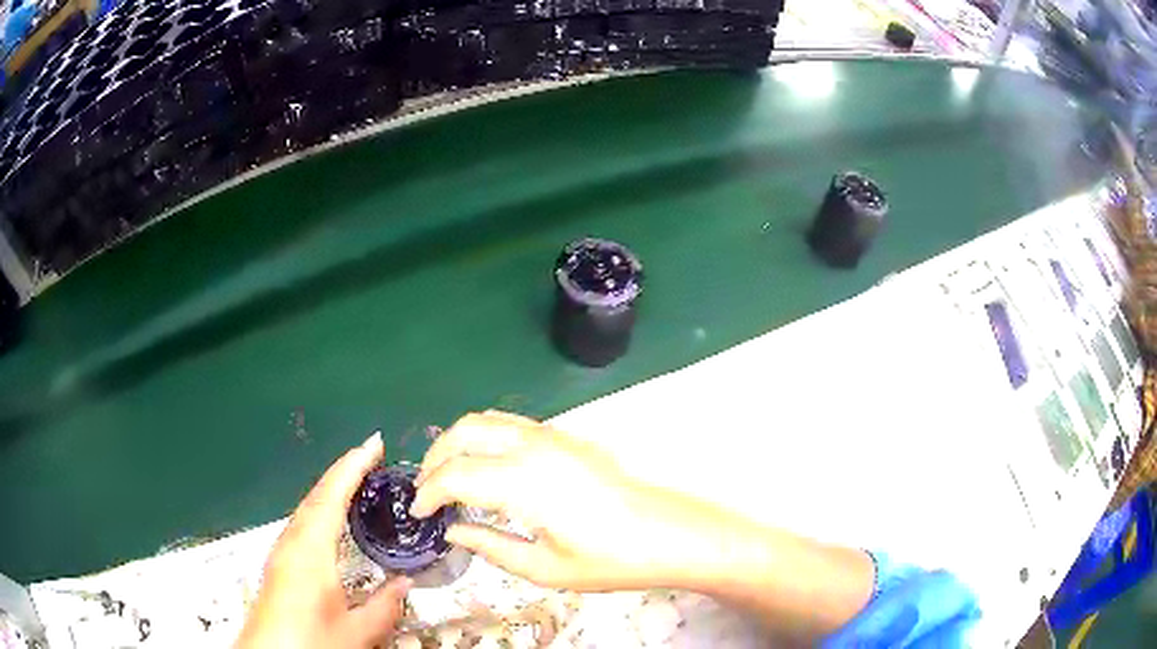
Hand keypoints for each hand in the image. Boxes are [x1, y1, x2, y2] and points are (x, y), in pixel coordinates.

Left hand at [236, 433, 411, 647]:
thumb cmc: (310, 641)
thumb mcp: (356, 632)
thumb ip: (384, 606)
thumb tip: (405, 583)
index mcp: (310, 551)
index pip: (331, 498)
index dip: (352, 467)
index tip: (374, 444)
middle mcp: (292, 542)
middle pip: (316, 495)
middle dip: (343, 471)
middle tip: (372, 455)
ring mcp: (281, 550)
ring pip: (307, 507)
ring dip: (331, 488)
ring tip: (357, 480)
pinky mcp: (279, 561)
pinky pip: (302, 521)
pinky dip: (321, 507)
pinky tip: (331, 518)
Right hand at [412, 411, 872, 641]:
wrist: (667, 535)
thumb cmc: (608, 560)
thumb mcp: (543, 568)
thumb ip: (490, 545)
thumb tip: (454, 530)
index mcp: (524, 482)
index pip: (456, 475)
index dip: (429, 492)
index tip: (419, 513)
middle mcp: (533, 446)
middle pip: (464, 432)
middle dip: (436, 457)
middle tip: (428, 492)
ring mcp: (552, 436)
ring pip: (487, 420)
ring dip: (458, 442)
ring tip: (449, 477)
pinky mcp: (566, 437)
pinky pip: (510, 424)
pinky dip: (483, 438)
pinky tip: (485, 468)